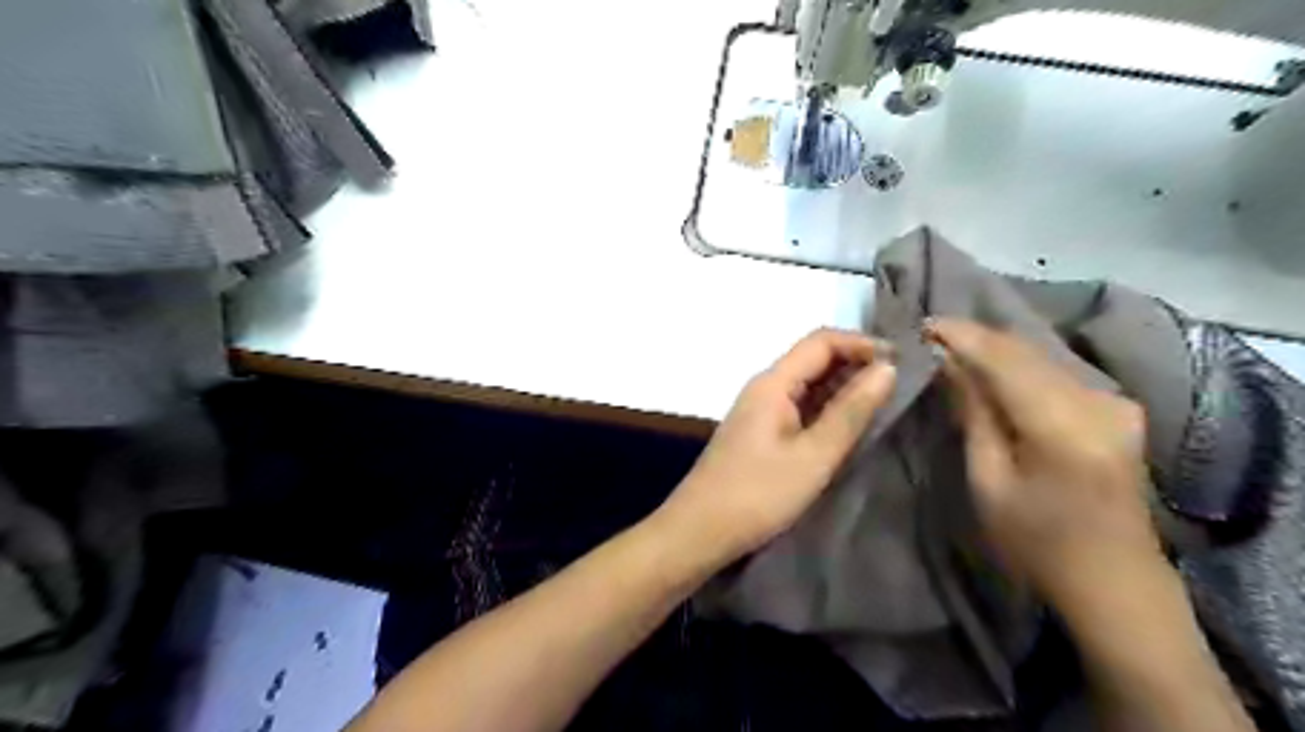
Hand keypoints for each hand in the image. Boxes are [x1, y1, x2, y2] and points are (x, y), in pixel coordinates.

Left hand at [653, 331, 898, 564]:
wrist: (698, 532)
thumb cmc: (757, 495)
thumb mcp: (813, 456)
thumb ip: (850, 411)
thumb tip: (887, 368)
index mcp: (773, 383)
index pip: (821, 341)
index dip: (863, 344)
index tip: (904, 362)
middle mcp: (764, 388)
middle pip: (814, 359)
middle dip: (857, 364)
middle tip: (902, 385)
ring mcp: (760, 411)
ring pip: (808, 385)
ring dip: (844, 389)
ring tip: (886, 405)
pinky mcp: (760, 433)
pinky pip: (800, 408)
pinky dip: (827, 410)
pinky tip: (850, 428)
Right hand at [928, 318, 1160, 607]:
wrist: (1115, 583)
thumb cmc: (1037, 542)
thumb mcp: (989, 481)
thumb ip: (974, 414)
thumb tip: (949, 364)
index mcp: (1063, 425)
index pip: (1004, 358)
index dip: (962, 335)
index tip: (922, 324)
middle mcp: (1097, 401)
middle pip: (1025, 351)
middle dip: (975, 337)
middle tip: (930, 334)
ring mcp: (1114, 402)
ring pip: (1041, 357)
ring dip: (995, 349)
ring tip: (952, 347)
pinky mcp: (1117, 409)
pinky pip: (1056, 372)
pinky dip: (1019, 366)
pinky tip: (992, 369)